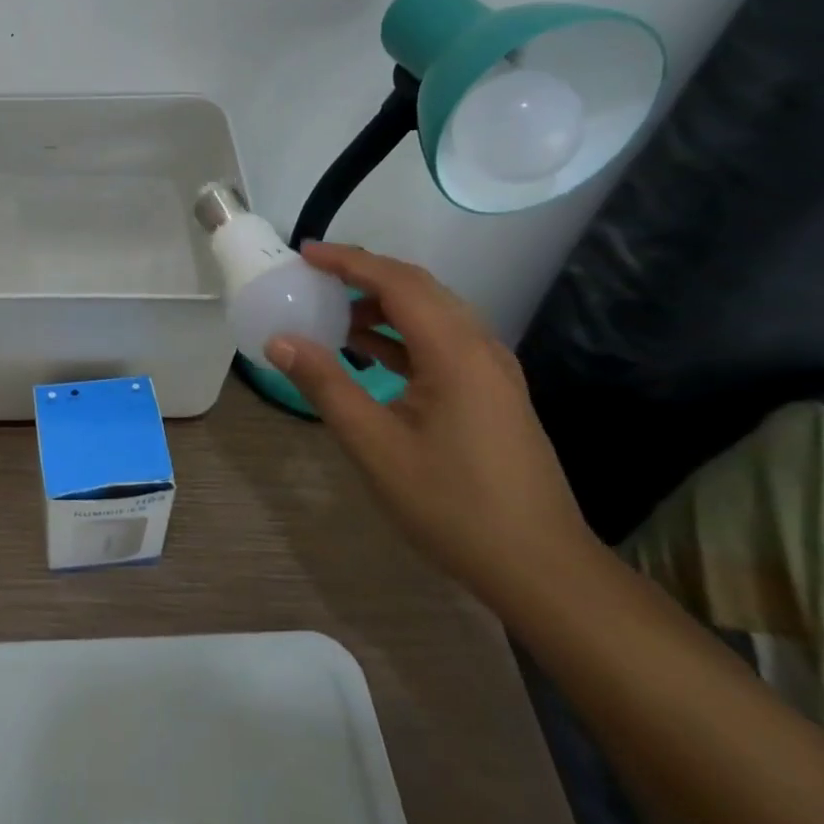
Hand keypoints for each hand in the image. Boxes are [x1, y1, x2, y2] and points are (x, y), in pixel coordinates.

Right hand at [264, 242, 598, 609]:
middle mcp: (479, 346)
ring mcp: (491, 369)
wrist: (543, 570)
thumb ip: (326, 385)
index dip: (348, 261)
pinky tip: (370, 352)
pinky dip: (401, 333)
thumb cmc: (455, 506)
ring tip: (333, 313)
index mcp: (454, 351)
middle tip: (314, 276)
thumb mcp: (376, 446)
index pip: (396, 281)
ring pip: (432, 312)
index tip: (304, 253)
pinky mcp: (492, 391)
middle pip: (418, 287)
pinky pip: (441, 340)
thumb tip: (280, 340)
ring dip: (382, 303)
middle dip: (363, 274)